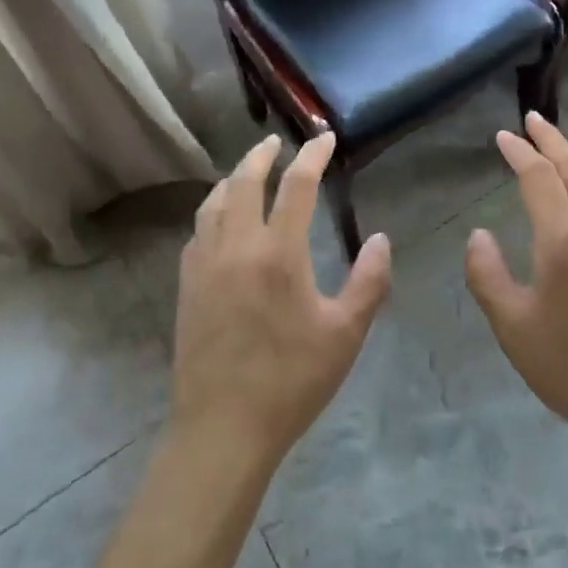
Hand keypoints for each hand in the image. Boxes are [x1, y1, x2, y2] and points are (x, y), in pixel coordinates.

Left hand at [170, 132, 391, 469]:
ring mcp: (205, 263)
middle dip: (262, 154)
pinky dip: (214, 208)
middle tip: (278, 142)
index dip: (312, 156)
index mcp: (278, 252)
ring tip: (248, 171)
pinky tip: (221, 219)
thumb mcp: (344, 333)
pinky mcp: (186, 284)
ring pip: (215, 201)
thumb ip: (368, 281)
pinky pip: (198, 229)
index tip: (324, 139)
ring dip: (234, 177)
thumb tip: (380, 239)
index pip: (296, 185)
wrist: (222, 428)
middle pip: (245, 180)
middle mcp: (236, 245)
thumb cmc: (291, 380)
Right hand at [464, 113, 567, 456]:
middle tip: (532, 119)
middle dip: (552, 139)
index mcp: (563, 240)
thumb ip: (486, 274)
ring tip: (555, 143)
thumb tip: (478, 234)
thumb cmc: (566, 365)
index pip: (540, 178)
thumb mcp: (511, 324)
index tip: (502, 136)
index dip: (520, 152)